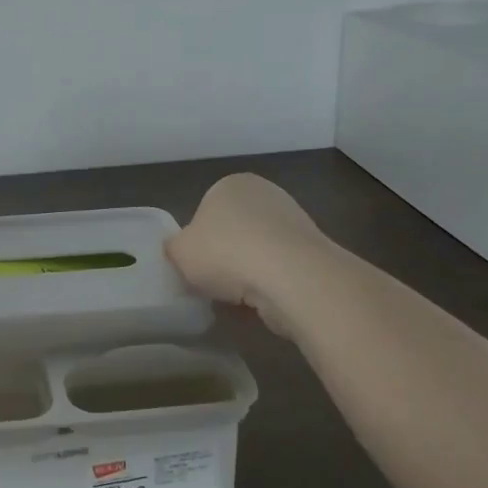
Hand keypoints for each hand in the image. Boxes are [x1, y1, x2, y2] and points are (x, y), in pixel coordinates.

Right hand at [165, 173, 327, 334]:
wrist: (291, 277)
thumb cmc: (226, 253)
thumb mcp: (179, 251)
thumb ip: (174, 248)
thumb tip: (180, 250)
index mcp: (231, 184)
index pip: (206, 211)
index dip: (197, 241)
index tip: (195, 265)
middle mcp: (265, 194)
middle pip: (233, 231)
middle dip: (224, 257)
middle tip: (212, 283)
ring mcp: (294, 222)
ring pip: (258, 253)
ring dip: (247, 274)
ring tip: (237, 298)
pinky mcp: (313, 252)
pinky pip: (280, 271)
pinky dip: (269, 286)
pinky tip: (262, 303)